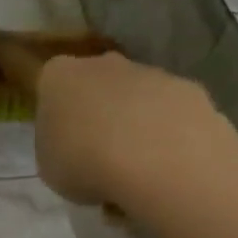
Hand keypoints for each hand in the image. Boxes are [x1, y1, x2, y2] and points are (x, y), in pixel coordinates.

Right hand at [33, 52, 221, 207]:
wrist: (154, 159)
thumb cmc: (83, 161)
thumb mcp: (48, 166)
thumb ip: (57, 149)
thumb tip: (74, 149)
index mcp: (59, 76)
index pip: (52, 89)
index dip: (59, 119)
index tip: (65, 147)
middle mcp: (104, 64)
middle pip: (98, 88)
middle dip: (100, 117)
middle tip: (100, 160)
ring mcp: (151, 73)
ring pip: (138, 101)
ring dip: (136, 129)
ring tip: (137, 174)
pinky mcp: (189, 90)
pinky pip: (171, 116)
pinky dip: (168, 138)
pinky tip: (166, 169)